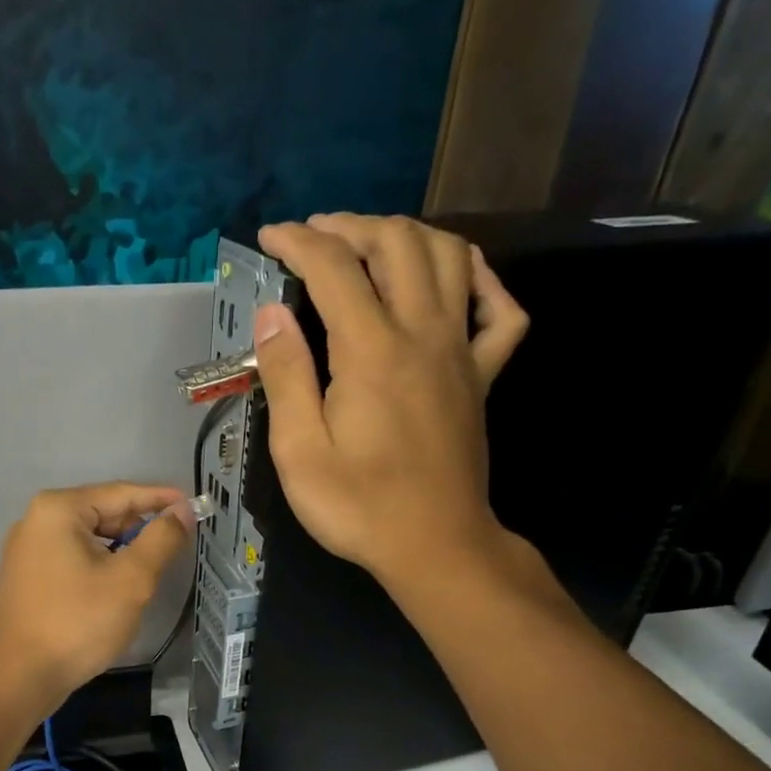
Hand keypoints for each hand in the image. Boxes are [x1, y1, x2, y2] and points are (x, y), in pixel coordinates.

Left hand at [0, 483, 192, 716]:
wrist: (20, 678)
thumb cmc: (78, 622)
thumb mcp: (131, 579)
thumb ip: (161, 539)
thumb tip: (183, 512)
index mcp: (58, 509)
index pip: (122, 493)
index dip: (162, 499)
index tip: (194, 506)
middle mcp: (36, 519)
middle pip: (103, 512)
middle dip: (140, 527)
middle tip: (176, 544)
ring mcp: (26, 548)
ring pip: (88, 537)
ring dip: (121, 548)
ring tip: (152, 566)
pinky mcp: (26, 575)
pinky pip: (72, 557)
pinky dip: (99, 563)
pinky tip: (117, 583)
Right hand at [252, 213, 529, 593]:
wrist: (435, 545)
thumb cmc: (358, 506)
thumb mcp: (299, 452)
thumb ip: (286, 377)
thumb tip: (271, 314)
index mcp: (371, 352)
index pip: (334, 268)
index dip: (298, 242)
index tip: (270, 236)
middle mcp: (423, 334)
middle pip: (398, 243)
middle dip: (352, 225)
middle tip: (316, 235)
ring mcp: (461, 351)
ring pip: (450, 258)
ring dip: (409, 235)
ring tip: (372, 243)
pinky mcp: (483, 375)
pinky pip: (500, 310)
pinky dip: (481, 279)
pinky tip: (457, 277)